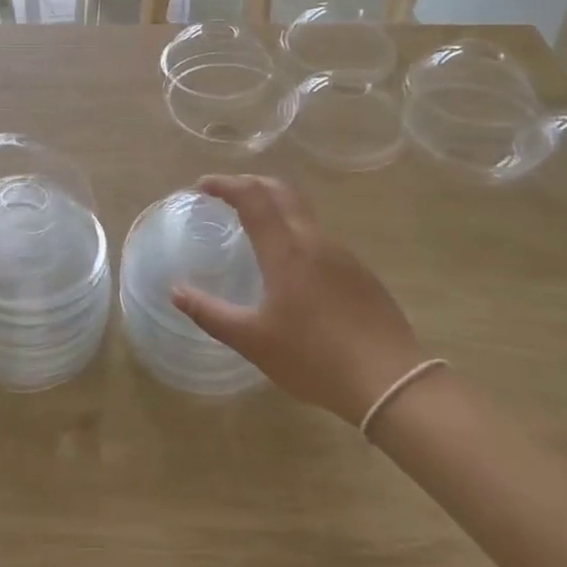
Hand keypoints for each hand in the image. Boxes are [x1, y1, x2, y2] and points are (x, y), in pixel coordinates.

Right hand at [170, 175, 427, 425]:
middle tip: (226, 193)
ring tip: (254, 228)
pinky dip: (296, 234)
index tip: (202, 186)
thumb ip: (210, 313)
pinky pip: (321, 240)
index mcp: (286, 250)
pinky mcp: (362, 274)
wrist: (391, 382)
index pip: (252, 197)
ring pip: (304, 215)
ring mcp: (343, 256)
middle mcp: (315, 241)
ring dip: (275, 208)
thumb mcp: (252, 340)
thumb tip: (175, 291)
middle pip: (282, 192)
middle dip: (251, 183)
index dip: (225, 184)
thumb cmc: (313, 358)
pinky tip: (291, 267)